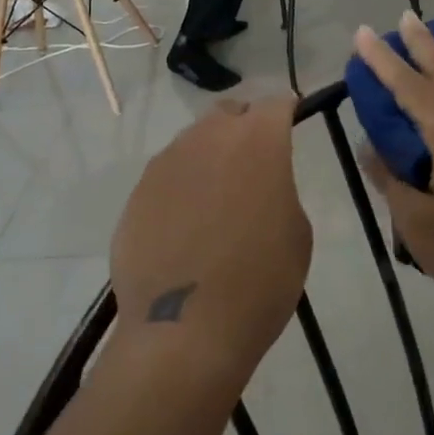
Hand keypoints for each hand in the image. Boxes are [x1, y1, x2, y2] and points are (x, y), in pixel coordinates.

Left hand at [109, 97, 312, 392]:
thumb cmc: (260, 281)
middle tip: (253, 162)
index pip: (275, 104)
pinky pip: (166, 176)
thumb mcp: (296, 231)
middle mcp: (207, 137)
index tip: (291, 121)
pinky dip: (181, 187)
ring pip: (193, 142)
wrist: (184, 330)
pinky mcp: (137, 192)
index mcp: (256, 140)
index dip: (286, 111)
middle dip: (243, 127)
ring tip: (216, 198)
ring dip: (209, 156)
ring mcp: (166, 163)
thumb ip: (280, 186)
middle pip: (228, 113)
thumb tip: (260, 180)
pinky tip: (185, 225)